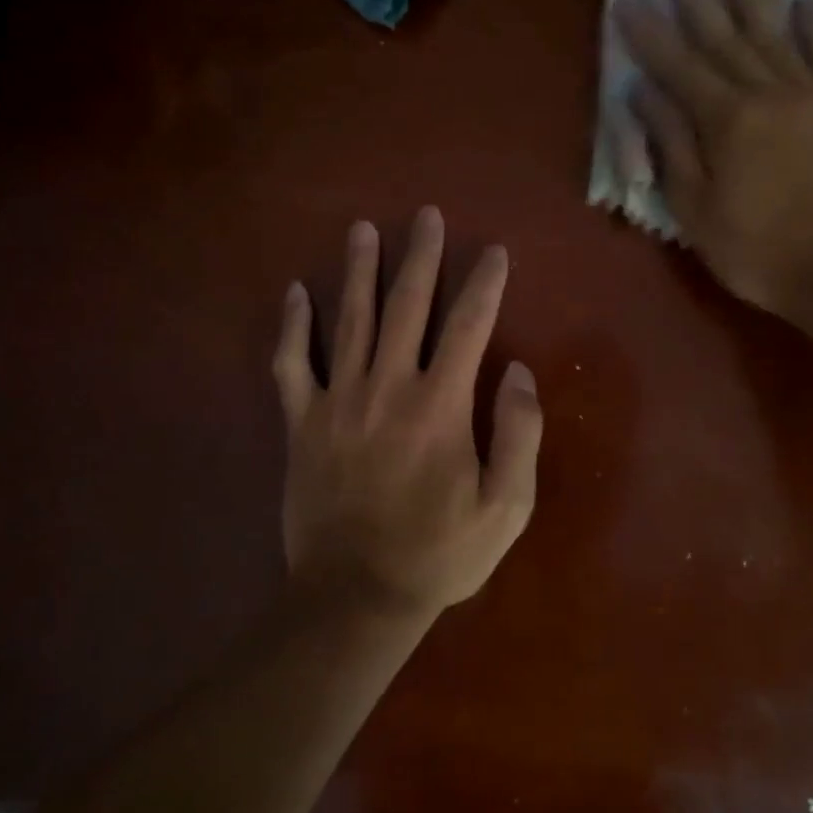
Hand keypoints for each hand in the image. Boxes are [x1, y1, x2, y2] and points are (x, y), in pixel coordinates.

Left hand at [272, 208, 542, 617]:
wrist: (356, 595)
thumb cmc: (439, 553)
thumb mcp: (506, 506)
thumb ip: (519, 434)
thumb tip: (520, 372)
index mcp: (441, 405)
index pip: (469, 325)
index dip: (484, 283)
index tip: (494, 251)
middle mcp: (388, 387)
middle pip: (406, 306)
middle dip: (420, 257)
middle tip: (426, 216)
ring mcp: (338, 401)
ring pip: (349, 320)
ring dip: (358, 271)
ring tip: (362, 229)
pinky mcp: (301, 423)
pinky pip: (292, 364)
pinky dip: (292, 327)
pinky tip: (295, 293)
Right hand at [613, 0, 812, 318]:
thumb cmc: (756, 250)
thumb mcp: (695, 209)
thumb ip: (671, 146)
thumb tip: (642, 95)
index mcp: (724, 121)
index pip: (677, 67)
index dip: (649, 34)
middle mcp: (766, 92)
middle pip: (723, 37)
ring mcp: (811, 94)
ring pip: (774, 33)